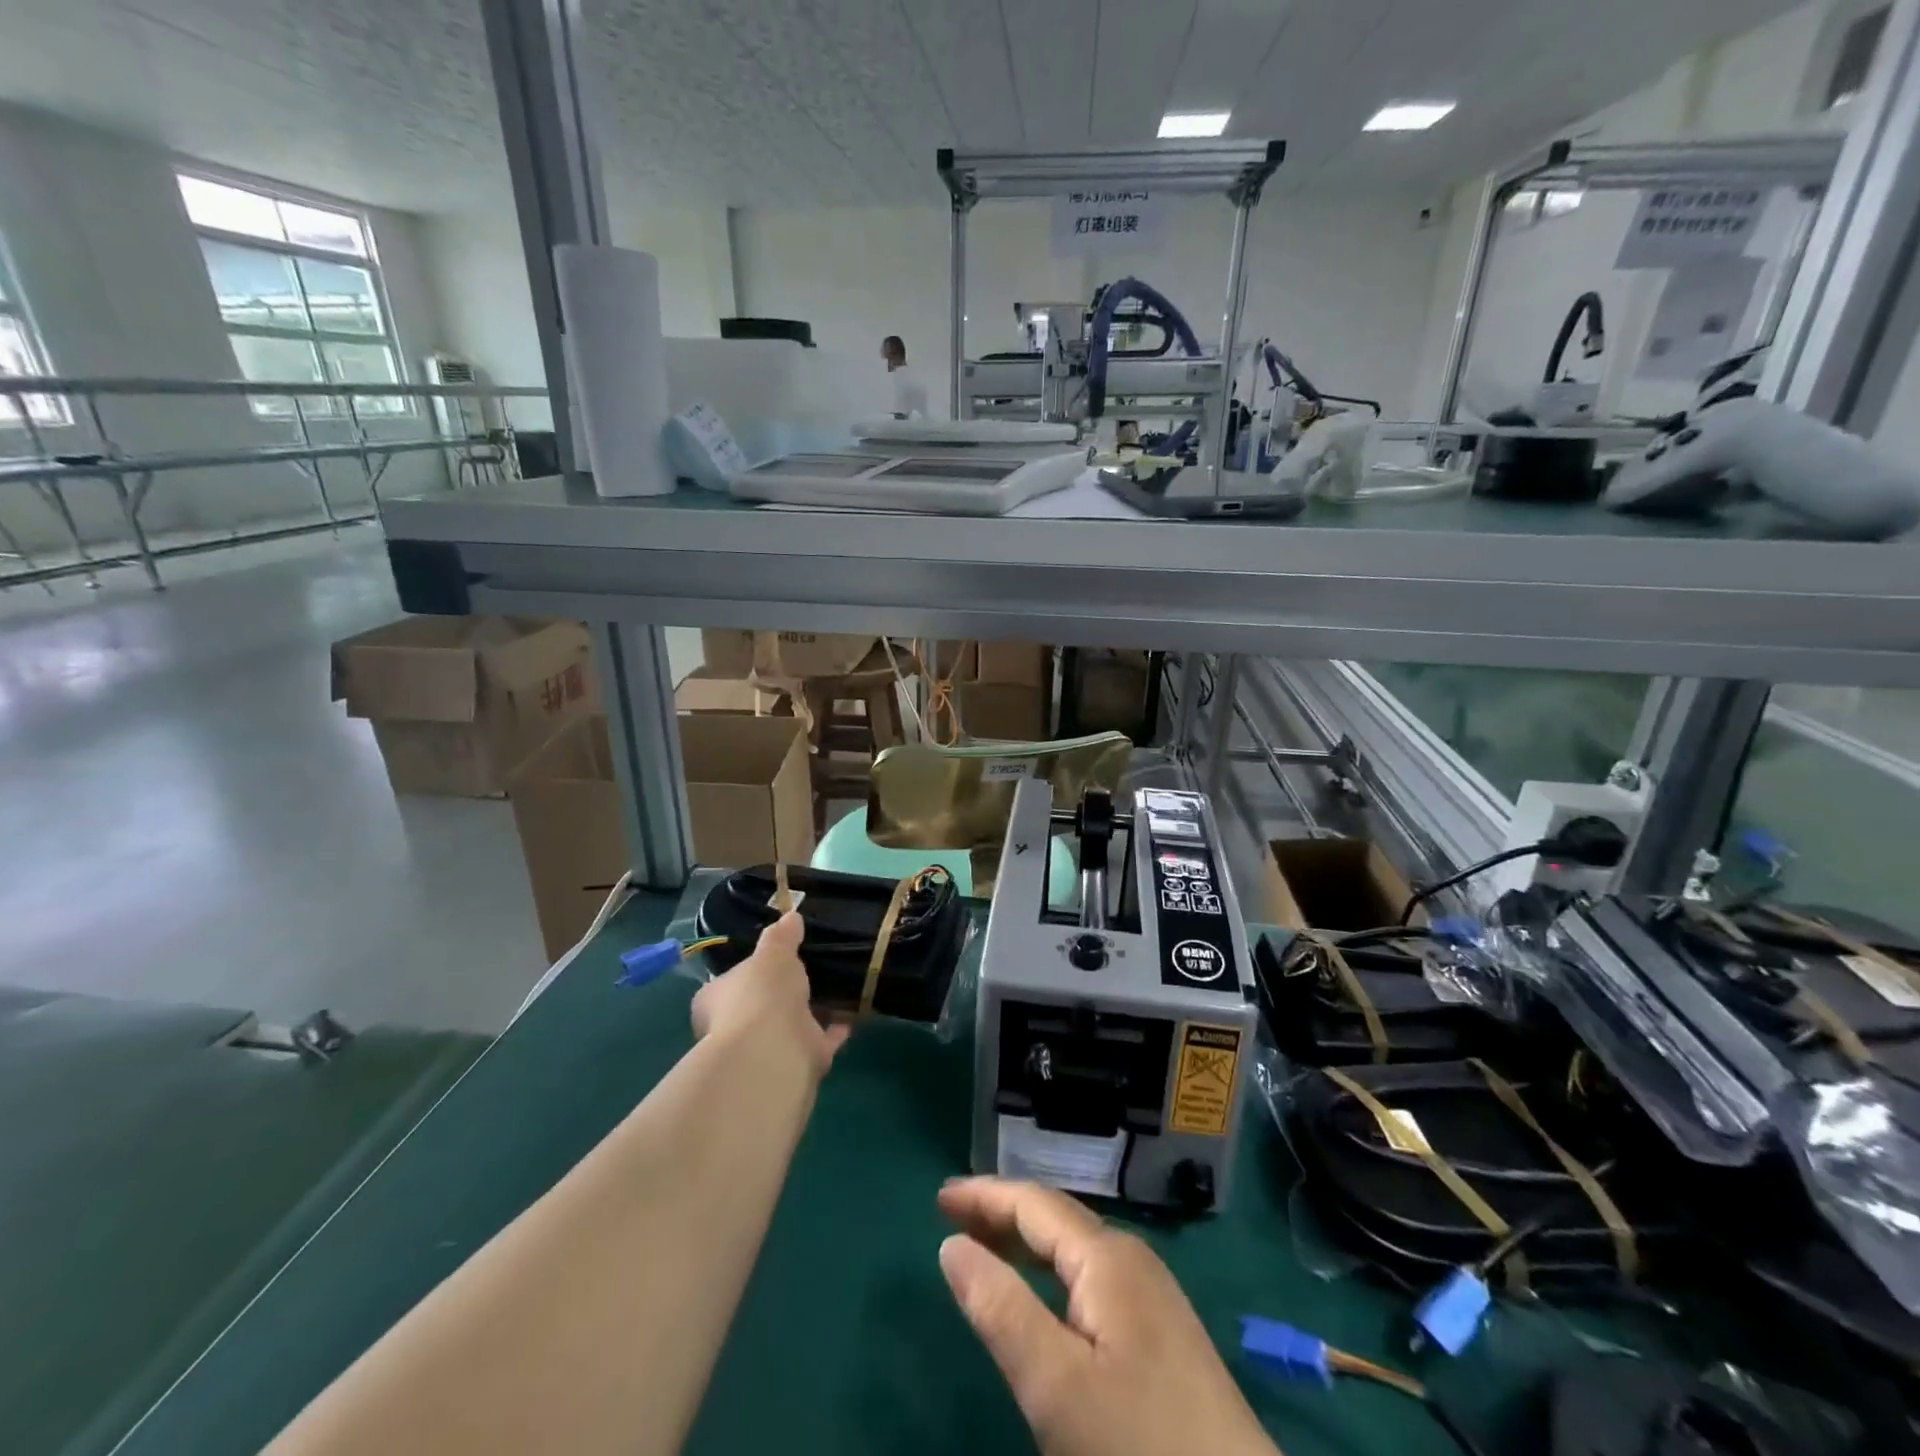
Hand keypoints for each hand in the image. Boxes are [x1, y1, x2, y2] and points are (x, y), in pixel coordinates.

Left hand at [690, 913, 849, 1072]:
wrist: (773, 1051)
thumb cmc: (761, 994)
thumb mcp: (772, 954)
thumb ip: (781, 937)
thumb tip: (791, 916)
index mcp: (716, 999)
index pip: (728, 983)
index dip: (748, 971)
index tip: (772, 960)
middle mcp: (735, 1027)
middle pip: (760, 1006)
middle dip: (782, 994)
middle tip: (810, 972)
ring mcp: (767, 1048)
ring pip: (791, 1025)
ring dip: (812, 1012)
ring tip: (837, 986)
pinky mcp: (796, 1063)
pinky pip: (820, 1040)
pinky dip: (835, 1029)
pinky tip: (852, 1011)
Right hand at [938, 1177, 1278, 1455]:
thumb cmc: (1140, 1450)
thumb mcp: (1056, 1387)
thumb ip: (1000, 1309)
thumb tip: (951, 1244)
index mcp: (1108, 1258)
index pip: (1035, 1203)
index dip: (985, 1195)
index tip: (939, 1197)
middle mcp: (1133, 1261)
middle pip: (1057, 1217)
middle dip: (1003, 1212)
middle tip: (952, 1218)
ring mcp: (1154, 1298)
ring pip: (1076, 1249)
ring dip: (1027, 1242)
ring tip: (986, 1248)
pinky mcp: (1164, 1336)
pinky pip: (1093, 1278)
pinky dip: (1054, 1273)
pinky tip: (1043, 1299)